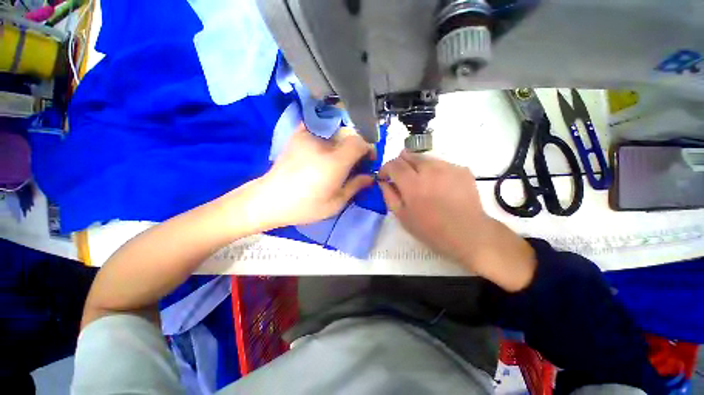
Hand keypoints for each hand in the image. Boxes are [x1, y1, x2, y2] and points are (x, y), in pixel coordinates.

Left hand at [240, 125, 373, 229]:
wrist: (270, 200)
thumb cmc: (305, 206)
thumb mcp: (336, 203)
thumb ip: (355, 186)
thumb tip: (370, 176)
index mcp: (335, 162)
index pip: (360, 141)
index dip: (368, 148)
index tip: (368, 160)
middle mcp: (322, 143)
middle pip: (349, 134)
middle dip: (356, 146)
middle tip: (353, 162)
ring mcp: (307, 136)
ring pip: (335, 130)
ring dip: (343, 141)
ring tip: (337, 158)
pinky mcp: (297, 135)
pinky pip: (318, 126)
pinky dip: (326, 132)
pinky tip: (324, 146)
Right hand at [379, 150, 536, 291]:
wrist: (468, 233)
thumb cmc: (430, 229)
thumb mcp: (402, 216)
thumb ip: (389, 195)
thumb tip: (382, 181)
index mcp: (412, 184)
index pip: (393, 164)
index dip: (385, 168)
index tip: (385, 177)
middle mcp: (429, 170)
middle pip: (408, 155)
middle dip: (400, 163)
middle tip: (401, 177)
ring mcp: (448, 167)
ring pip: (425, 158)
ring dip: (417, 166)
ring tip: (421, 182)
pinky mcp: (461, 169)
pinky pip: (441, 164)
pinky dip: (434, 170)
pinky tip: (438, 184)